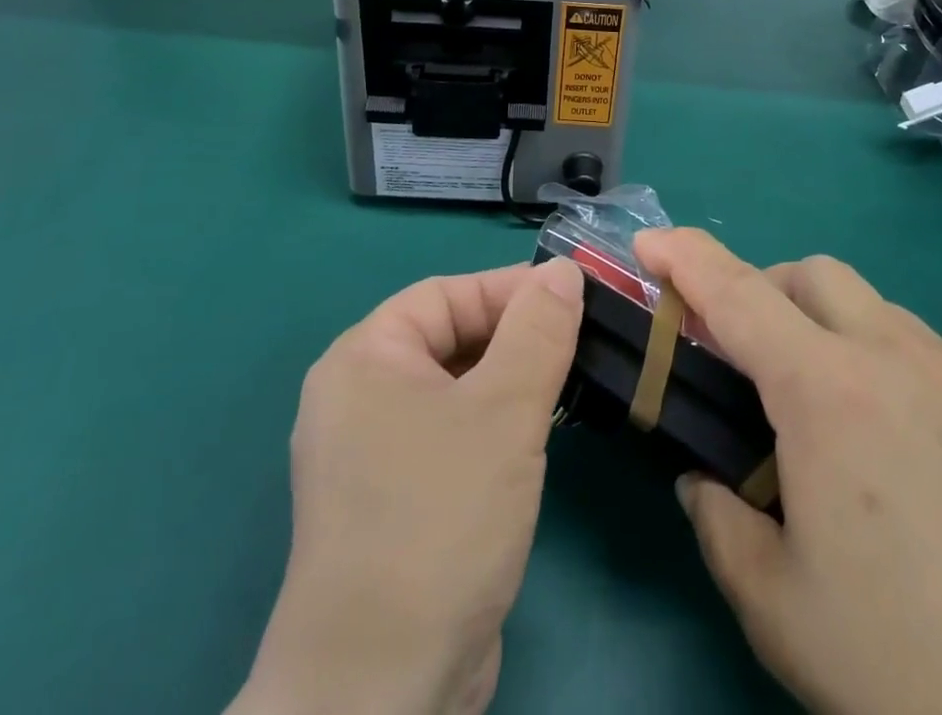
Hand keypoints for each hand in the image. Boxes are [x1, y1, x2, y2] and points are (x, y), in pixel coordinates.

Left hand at [230, 258, 585, 714]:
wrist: (382, 693)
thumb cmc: (440, 518)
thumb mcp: (504, 411)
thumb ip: (538, 330)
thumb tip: (563, 269)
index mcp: (365, 358)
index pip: (447, 295)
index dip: (511, 289)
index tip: (576, 296)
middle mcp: (359, 396)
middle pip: (451, 338)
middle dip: (516, 336)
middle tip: (582, 340)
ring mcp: (373, 453)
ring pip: (456, 388)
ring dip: (511, 381)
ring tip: (570, 380)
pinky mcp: (395, 501)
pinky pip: (452, 433)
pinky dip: (494, 424)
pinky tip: (537, 436)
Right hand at [636, 229, 941, 714]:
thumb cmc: (902, 666)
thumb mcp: (775, 603)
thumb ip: (719, 522)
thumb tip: (706, 480)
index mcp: (825, 393)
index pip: (736, 294)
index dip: (685, 257)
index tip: (650, 243)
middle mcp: (892, 357)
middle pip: (810, 274)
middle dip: (764, 292)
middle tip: (748, 356)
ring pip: (872, 305)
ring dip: (827, 326)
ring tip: (828, 407)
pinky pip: (925, 350)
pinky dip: (885, 361)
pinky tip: (900, 444)